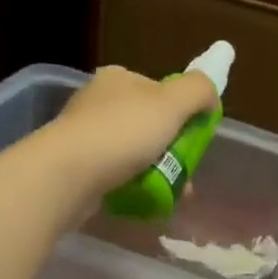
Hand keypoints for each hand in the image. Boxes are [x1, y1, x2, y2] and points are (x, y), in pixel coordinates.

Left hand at [38, 64, 219, 198]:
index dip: (181, 113)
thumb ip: (198, 91)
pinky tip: (145, 200)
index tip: (193, 137)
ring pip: (133, 152)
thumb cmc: (122, 133)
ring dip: (157, 172)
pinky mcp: (76, 166)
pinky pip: (115, 175)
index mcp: (118, 79)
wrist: (67, 175)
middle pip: (148, 124)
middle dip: (172, 149)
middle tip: (186, 173)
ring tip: (172, 193)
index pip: (159, 91)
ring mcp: (84, 135)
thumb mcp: (171, 102)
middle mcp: (98, 101)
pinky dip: (134, 186)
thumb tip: (210, 97)